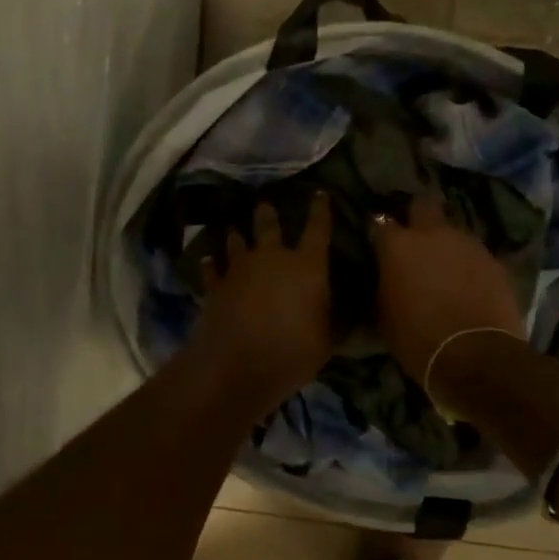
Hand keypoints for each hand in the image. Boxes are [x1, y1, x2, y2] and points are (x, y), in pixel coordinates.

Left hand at [191, 194, 334, 406]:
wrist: (237, 366)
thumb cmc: (292, 353)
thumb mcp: (326, 342)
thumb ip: (335, 321)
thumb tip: (350, 311)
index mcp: (307, 266)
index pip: (318, 229)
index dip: (320, 210)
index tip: (319, 193)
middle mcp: (272, 258)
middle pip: (268, 225)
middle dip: (267, 213)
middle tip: (264, 204)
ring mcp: (239, 269)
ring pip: (236, 241)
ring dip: (236, 236)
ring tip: (234, 230)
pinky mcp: (215, 285)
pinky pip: (211, 268)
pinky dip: (211, 264)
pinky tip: (208, 261)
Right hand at [369, 193, 523, 381]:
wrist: (474, 356)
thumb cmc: (416, 339)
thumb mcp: (384, 313)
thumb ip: (385, 283)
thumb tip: (388, 275)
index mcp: (398, 245)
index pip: (380, 221)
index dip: (380, 230)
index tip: (379, 240)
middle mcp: (433, 234)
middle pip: (424, 204)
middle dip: (418, 214)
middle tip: (415, 236)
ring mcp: (468, 244)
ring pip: (453, 230)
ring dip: (446, 242)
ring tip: (445, 265)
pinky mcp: (495, 261)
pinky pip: (475, 254)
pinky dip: (469, 264)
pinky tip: (468, 283)